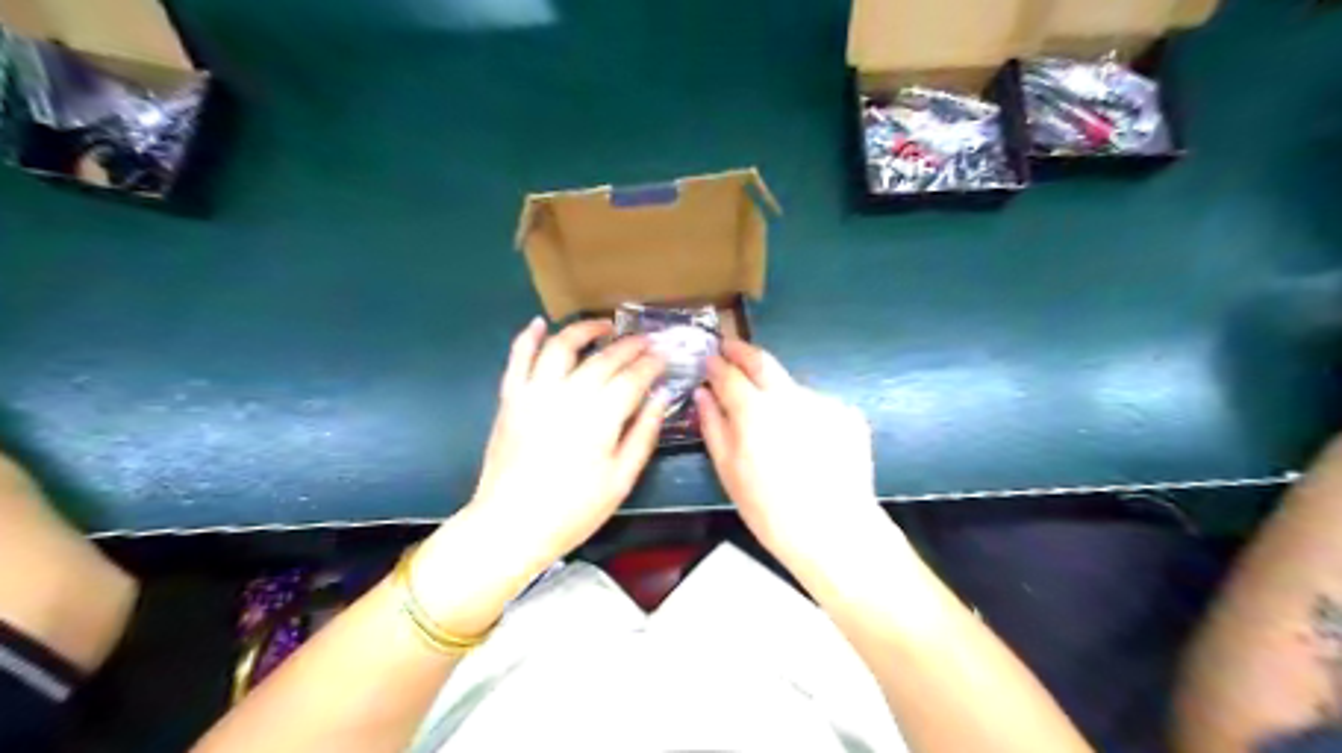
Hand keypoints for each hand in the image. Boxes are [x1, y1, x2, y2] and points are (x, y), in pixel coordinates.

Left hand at [463, 319, 663, 568]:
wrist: (510, 525)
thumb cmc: (573, 510)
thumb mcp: (621, 480)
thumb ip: (644, 434)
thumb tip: (661, 397)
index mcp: (600, 417)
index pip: (633, 378)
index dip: (651, 365)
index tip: (664, 357)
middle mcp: (568, 394)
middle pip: (604, 359)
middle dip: (629, 346)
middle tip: (645, 341)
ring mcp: (535, 393)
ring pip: (561, 346)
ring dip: (584, 330)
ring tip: (604, 326)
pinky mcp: (510, 398)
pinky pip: (518, 358)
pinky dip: (528, 337)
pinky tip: (540, 324)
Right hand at [699, 337, 894, 567]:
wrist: (834, 530)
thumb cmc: (770, 509)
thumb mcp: (729, 471)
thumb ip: (713, 426)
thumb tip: (704, 394)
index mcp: (754, 409)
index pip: (729, 374)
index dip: (716, 365)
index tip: (709, 359)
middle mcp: (789, 395)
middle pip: (762, 361)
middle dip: (742, 351)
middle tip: (730, 348)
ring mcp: (823, 401)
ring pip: (791, 386)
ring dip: (776, 392)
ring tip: (774, 422)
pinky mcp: (847, 414)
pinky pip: (817, 406)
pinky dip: (805, 414)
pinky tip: (806, 442)